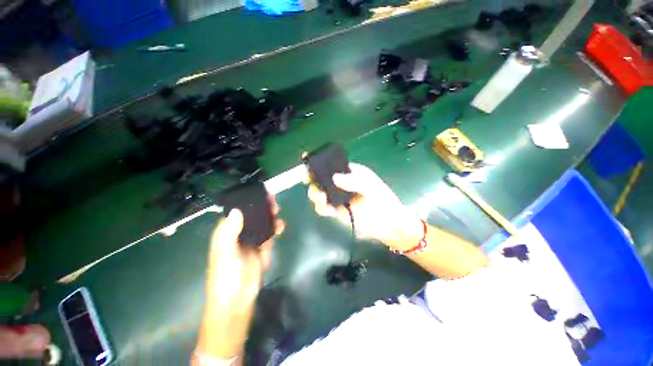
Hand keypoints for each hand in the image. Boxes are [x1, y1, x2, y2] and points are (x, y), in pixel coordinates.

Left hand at [200, 198, 283, 357]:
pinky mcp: (263, 250)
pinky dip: (275, 229)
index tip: (257, 194)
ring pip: (262, 224)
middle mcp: (239, 235)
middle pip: (252, 217)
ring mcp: (253, 242)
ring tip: (278, 210)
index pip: (236, 213)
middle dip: (262, 208)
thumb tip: (237, 209)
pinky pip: (270, 235)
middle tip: (272, 200)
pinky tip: (281, 225)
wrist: (237, 301)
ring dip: (270, 216)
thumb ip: (229, 231)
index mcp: (227, 234)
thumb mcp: (224, 253)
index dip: (246, 203)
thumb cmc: (225, 276)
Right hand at [307, 163, 422, 251]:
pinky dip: (321, 207)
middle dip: (314, 179)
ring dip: (315, 193)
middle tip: (308, 181)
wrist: (389, 225)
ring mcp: (339, 197)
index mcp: (351, 173)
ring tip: (320, 197)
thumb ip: (355, 182)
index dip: (320, 164)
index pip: (333, 165)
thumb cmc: (384, 202)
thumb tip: (335, 178)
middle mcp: (343, 183)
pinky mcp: (337, 210)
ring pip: (320, 192)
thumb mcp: (372, 189)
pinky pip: (324, 207)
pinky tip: (326, 208)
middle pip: (323, 179)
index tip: (308, 164)